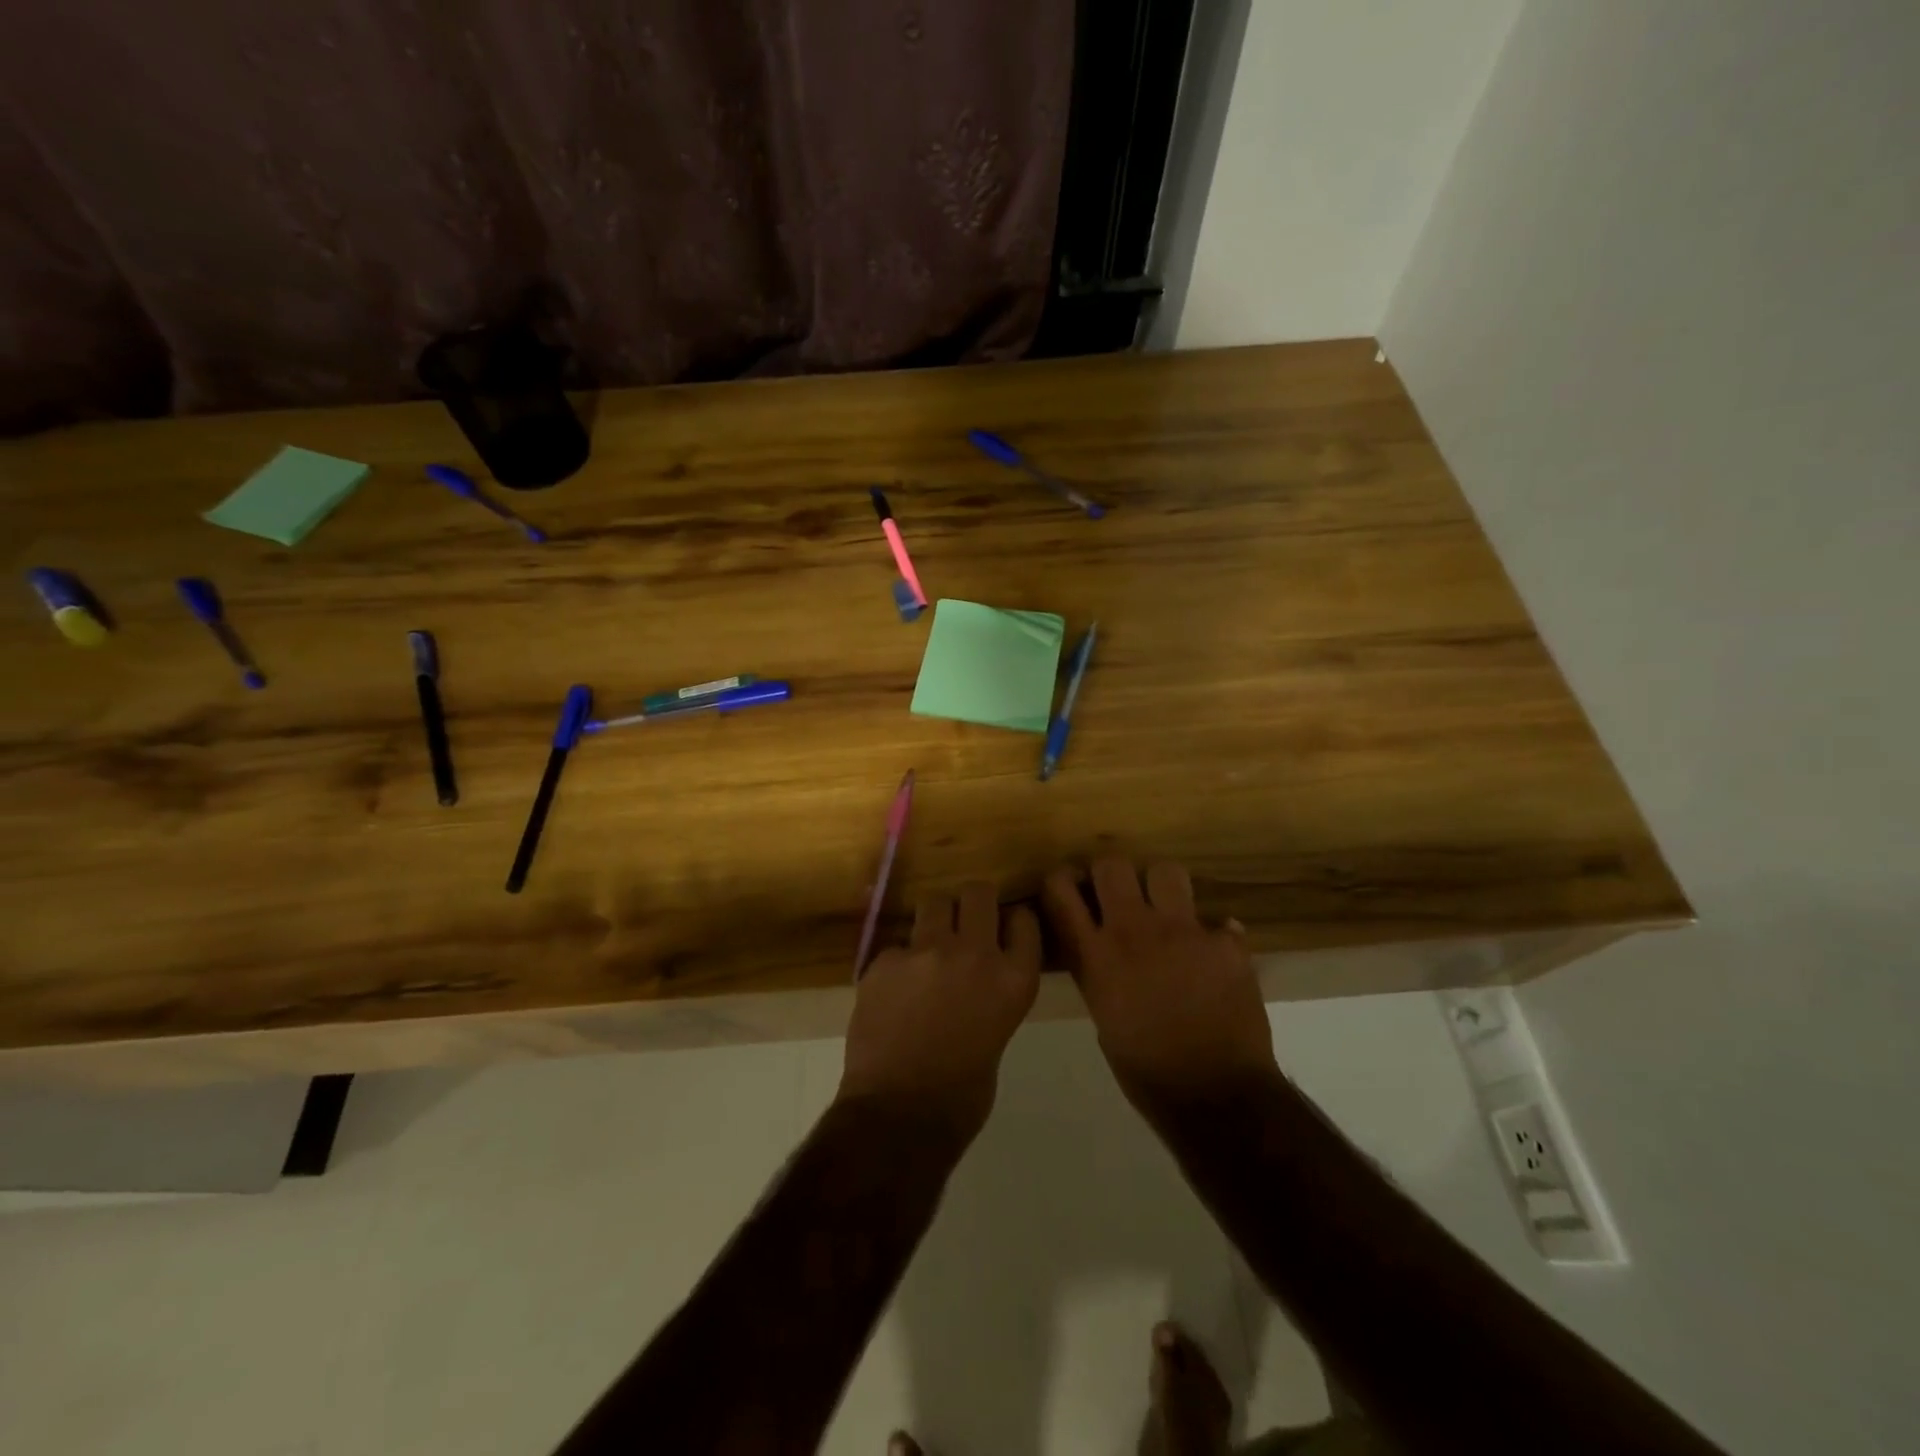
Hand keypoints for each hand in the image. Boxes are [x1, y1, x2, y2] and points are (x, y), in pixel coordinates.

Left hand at [839, 881, 1041, 1141]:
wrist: (900, 1116)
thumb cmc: (962, 1095)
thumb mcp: (998, 1035)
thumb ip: (992, 995)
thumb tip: (977, 981)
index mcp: (1014, 979)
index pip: (1023, 920)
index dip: (1012, 921)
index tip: (1004, 928)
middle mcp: (975, 953)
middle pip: (978, 893)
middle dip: (972, 903)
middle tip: (963, 923)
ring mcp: (927, 952)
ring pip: (934, 903)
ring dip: (934, 920)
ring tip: (927, 948)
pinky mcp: (885, 960)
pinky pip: (897, 945)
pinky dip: (899, 962)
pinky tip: (893, 991)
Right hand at [1042, 857, 1278, 1123]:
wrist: (1214, 1096)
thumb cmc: (1146, 1071)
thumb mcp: (1104, 1018)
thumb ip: (1100, 974)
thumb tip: (1109, 955)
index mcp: (1095, 956)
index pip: (1060, 891)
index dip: (1062, 880)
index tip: (1071, 888)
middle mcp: (1133, 931)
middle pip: (1112, 865)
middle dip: (1112, 874)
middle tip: (1120, 894)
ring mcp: (1182, 932)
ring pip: (1166, 871)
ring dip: (1163, 888)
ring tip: (1168, 911)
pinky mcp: (1224, 943)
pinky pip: (1218, 921)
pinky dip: (1214, 936)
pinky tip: (1214, 959)